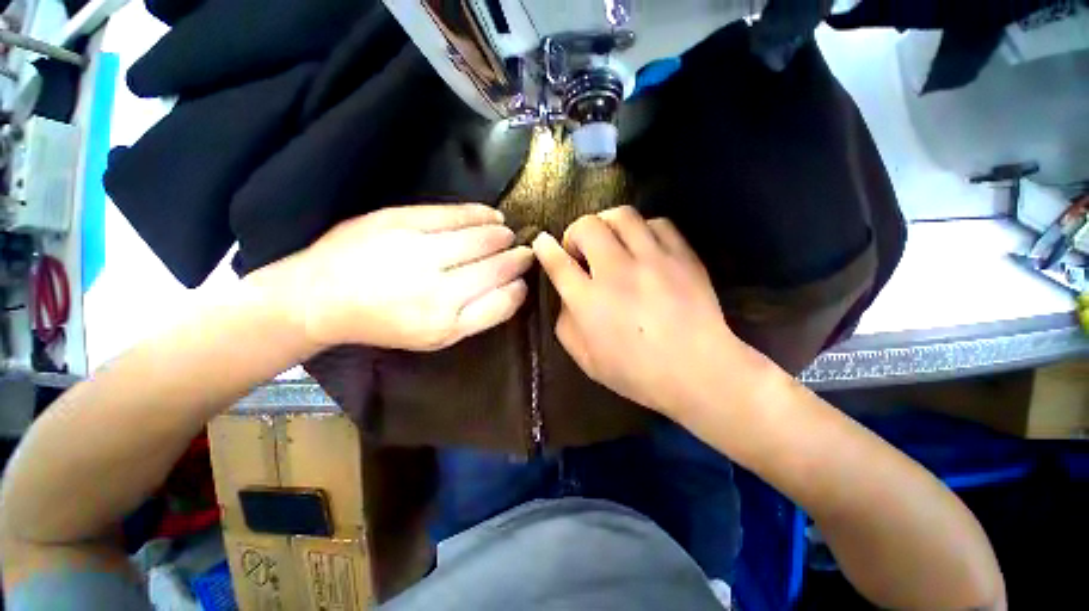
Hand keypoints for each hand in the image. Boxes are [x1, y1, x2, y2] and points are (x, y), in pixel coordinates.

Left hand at [266, 204, 532, 351]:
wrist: (321, 296)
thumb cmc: (384, 323)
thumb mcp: (434, 338)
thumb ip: (476, 317)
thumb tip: (512, 288)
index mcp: (445, 324)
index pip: (502, 302)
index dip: (518, 289)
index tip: (523, 281)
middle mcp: (437, 290)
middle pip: (496, 268)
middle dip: (518, 259)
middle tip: (527, 254)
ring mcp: (419, 252)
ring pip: (481, 240)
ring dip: (503, 237)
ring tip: (509, 236)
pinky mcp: (401, 222)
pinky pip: (455, 215)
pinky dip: (480, 214)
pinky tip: (493, 215)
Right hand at [533, 206, 767, 416]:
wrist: (699, 372)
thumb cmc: (637, 373)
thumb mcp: (586, 360)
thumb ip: (566, 324)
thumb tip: (565, 296)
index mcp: (589, 302)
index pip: (558, 262)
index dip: (545, 248)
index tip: (542, 242)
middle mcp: (616, 273)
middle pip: (587, 227)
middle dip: (575, 232)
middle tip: (582, 250)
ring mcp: (652, 260)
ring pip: (621, 216)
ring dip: (607, 224)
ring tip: (610, 241)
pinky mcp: (682, 256)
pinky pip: (658, 223)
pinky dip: (643, 230)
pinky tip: (643, 246)